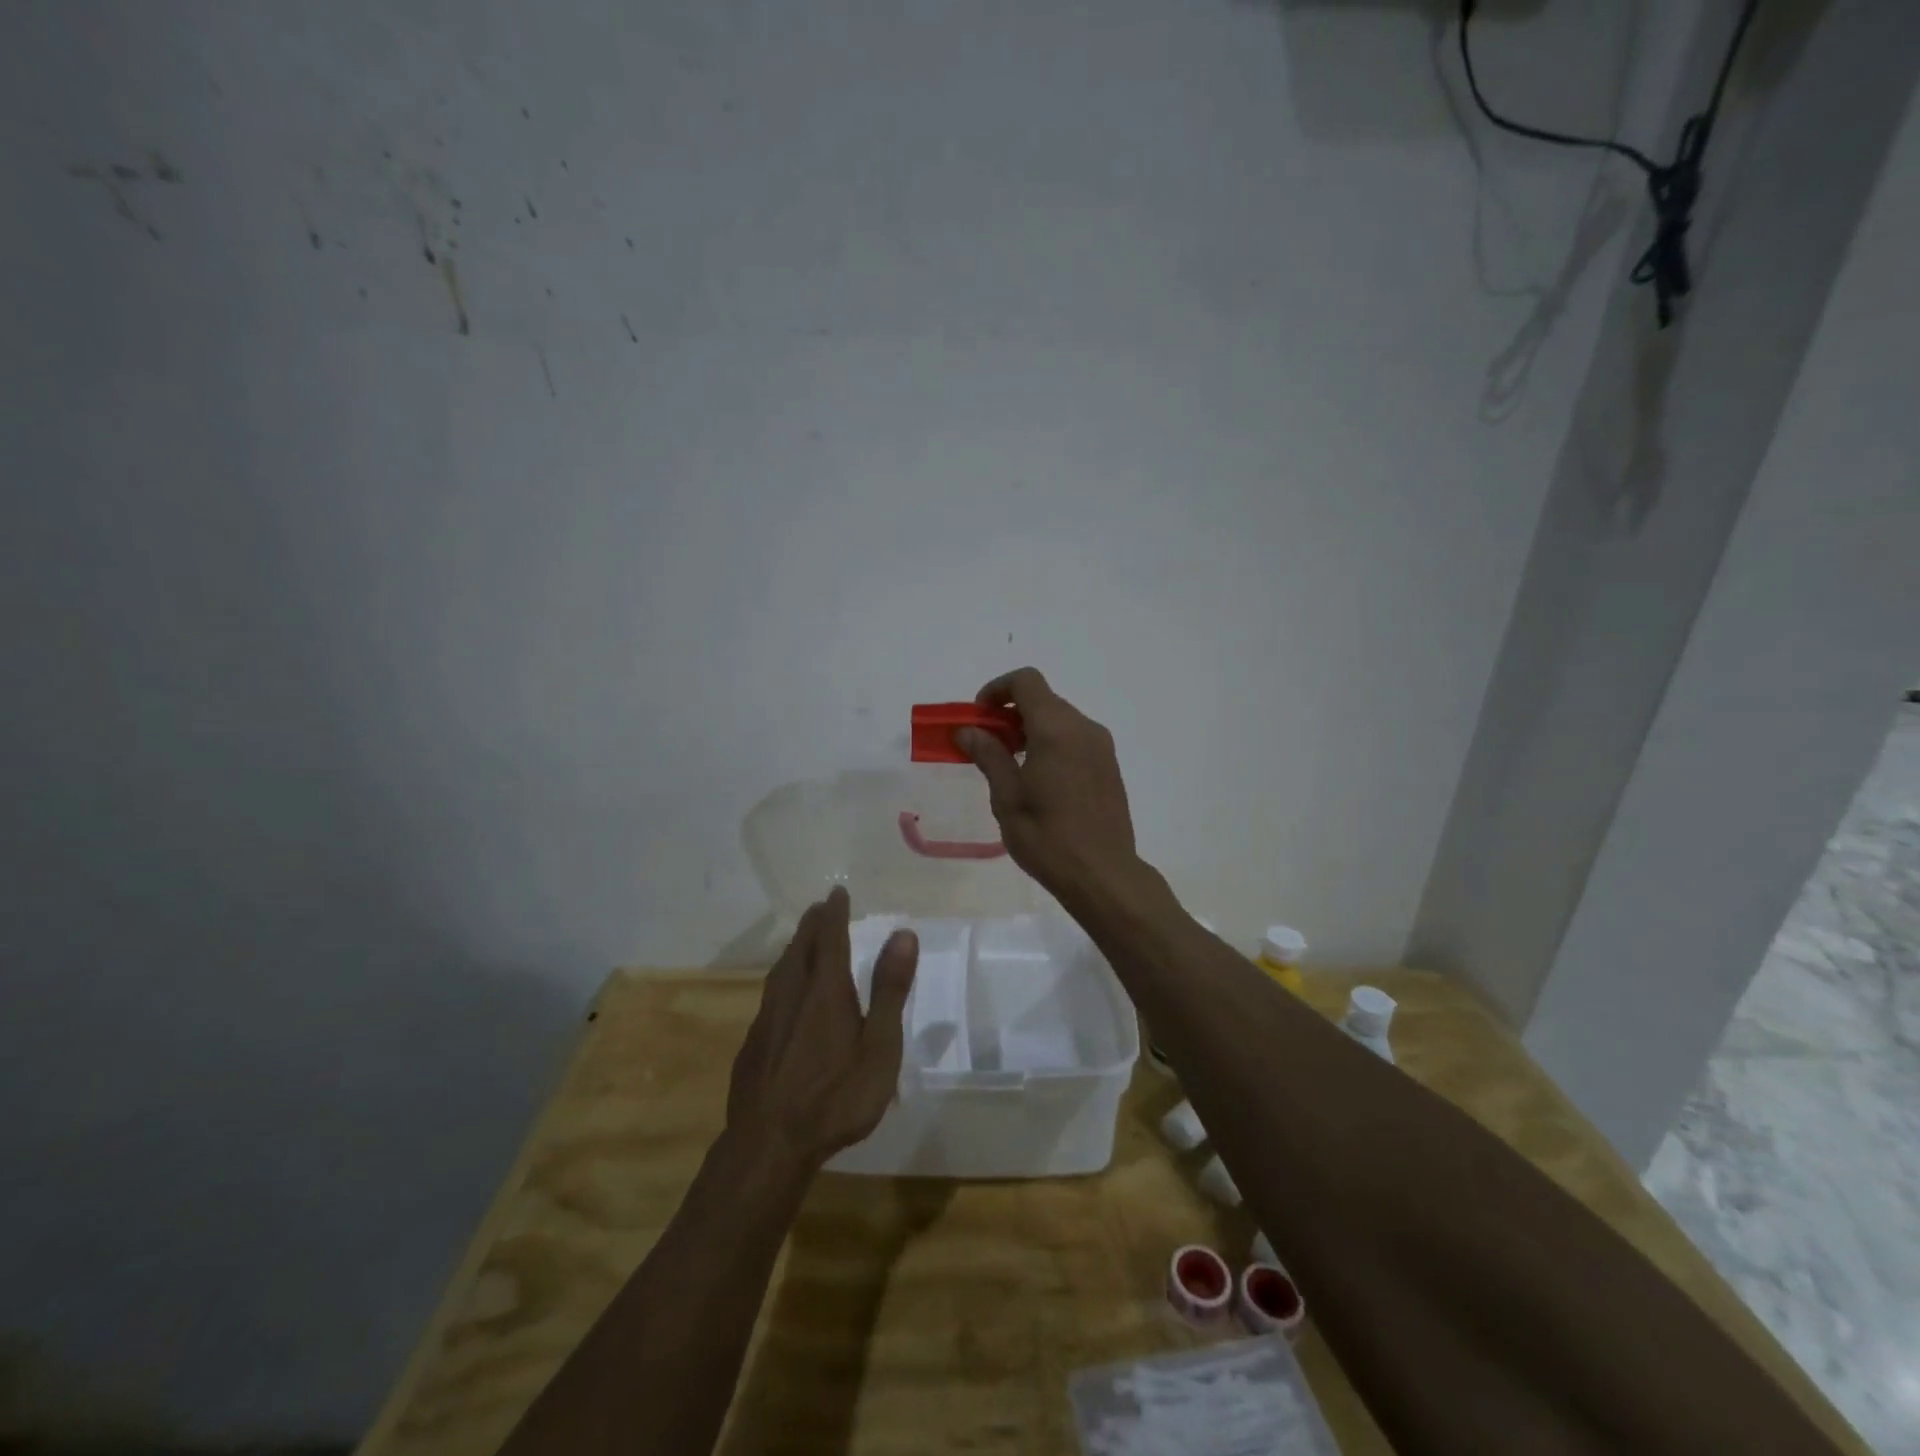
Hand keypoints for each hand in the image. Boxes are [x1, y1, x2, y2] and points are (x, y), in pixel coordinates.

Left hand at [727, 886, 917, 1172]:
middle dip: (812, 925)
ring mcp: (767, 1020)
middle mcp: (792, 995)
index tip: (837, 892)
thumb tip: (903, 933)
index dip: (834, 913)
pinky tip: (784, 997)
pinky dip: (782, 979)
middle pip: (800, 948)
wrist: (769, 1145)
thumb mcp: (879, 1047)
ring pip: (780, 971)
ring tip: (802, 942)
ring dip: (794, 949)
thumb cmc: (836, 1097)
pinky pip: (770, 996)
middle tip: (820, 909)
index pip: (830, 938)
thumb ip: (889, 989)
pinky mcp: (752, 1045)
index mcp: (825, 991)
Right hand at [956, 667, 1140, 899]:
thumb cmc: (1048, 838)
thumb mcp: (1007, 797)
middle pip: (1043, 699)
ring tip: (1009, 764)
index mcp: (1056, 730)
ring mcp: (1101, 747)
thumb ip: (989, 755)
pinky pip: (1075, 738)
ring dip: (1031, 728)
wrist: (1103, 875)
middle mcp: (1084, 728)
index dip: (997, 690)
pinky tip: (1038, 779)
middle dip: (1010, 712)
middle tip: (986, 744)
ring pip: (1060, 719)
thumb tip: (968, 730)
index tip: (978, 717)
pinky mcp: (1109, 766)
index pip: (1026, 682)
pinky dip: (1051, 743)